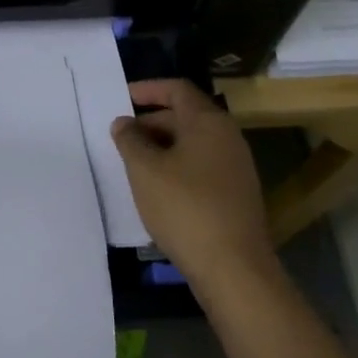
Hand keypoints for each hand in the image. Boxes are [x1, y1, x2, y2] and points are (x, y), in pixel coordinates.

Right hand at [112, 79, 272, 285]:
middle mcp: (228, 137)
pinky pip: (201, 167)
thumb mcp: (145, 170)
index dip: (148, 89)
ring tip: (134, 164)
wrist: (234, 268)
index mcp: (208, 122)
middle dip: (151, 122)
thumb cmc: (185, 207)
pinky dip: (177, 167)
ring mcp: (236, 167)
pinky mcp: (236, 194)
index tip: (122, 98)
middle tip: (122, 137)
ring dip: (162, 147)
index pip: (177, 89)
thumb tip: (124, 122)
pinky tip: (157, 189)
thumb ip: (130, 140)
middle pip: (186, 115)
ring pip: (193, 144)